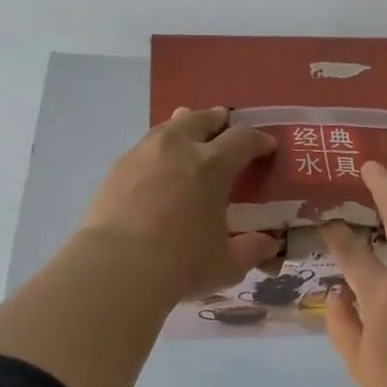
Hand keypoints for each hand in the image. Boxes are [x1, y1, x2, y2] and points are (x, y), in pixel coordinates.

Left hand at [82, 107, 280, 300]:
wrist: (117, 267)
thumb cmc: (181, 264)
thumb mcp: (228, 264)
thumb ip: (252, 250)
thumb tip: (269, 243)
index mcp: (212, 166)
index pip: (243, 139)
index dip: (258, 141)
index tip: (266, 147)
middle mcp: (178, 148)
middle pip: (201, 119)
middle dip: (217, 120)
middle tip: (224, 123)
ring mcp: (143, 155)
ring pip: (168, 127)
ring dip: (183, 126)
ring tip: (187, 132)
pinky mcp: (117, 169)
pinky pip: (144, 147)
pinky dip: (158, 149)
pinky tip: (157, 164)